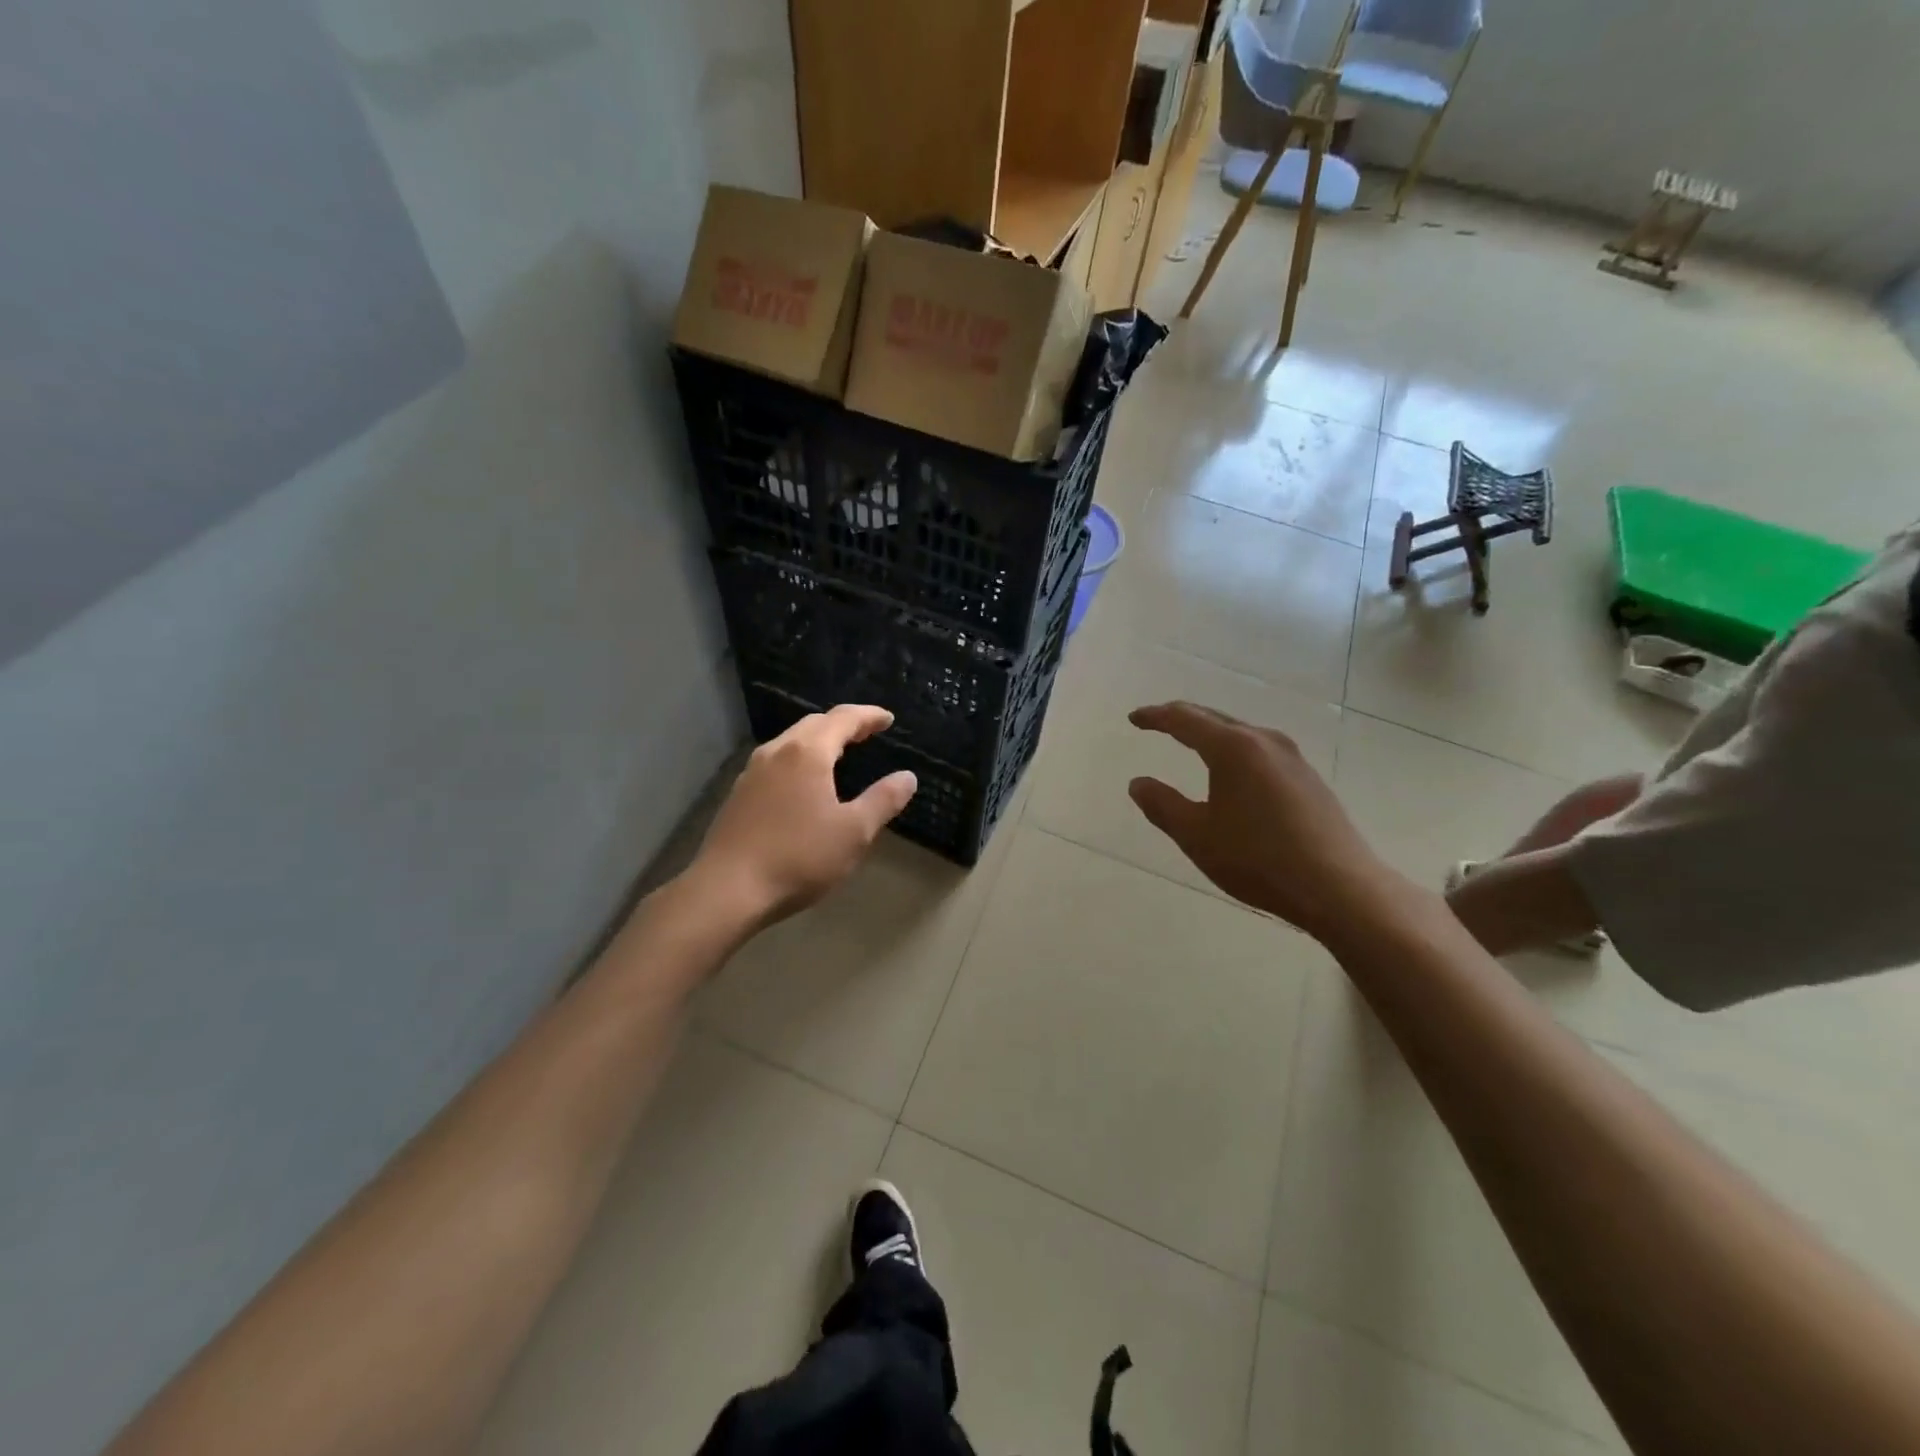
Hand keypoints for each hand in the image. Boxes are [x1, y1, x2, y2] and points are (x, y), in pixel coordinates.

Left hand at [690, 704, 916, 928]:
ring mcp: (752, 773)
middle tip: (867, 733)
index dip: (869, 716)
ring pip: (790, 742)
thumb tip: (907, 777)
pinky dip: (798, 760)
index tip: (888, 719)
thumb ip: (883, 800)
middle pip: (813, 724)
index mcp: (807, 753)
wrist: (727, 891)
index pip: (843, 719)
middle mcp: (776, 752)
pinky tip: (803, 783)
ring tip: (838, 754)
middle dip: (843, 724)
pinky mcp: (738, 795)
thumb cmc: (798, 858)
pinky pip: (776, 763)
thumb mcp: (853, 832)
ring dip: (818, 741)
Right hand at [1127, 701, 1396, 940]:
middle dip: (1182, 718)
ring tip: (1192, 742)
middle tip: (1157, 723)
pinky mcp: (1308, 778)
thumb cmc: (1258, 859)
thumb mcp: (1197, 836)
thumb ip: (1162, 805)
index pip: (1184, 719)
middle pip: (1215, 718)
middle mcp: (1264, 741)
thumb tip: (1138, 783)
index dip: (1155, 717)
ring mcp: (1292, 758)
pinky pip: (1260, 750)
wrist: (1339, 887)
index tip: (1134, 719)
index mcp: (1232, 747)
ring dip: (1211, 733)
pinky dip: (1235, 750)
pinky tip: (1233, 772)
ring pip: (1241, 733)